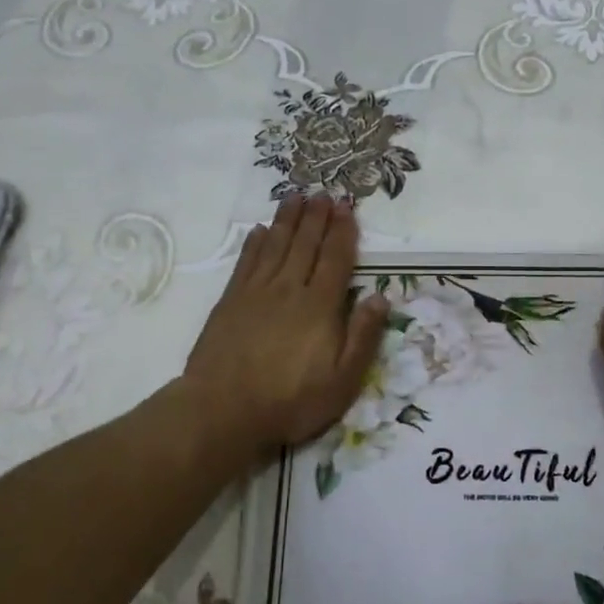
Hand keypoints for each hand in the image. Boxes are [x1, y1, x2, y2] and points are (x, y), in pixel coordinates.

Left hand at [182, 194, 389, 466]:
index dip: (342, 231)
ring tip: (295, 196)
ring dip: (287, 219)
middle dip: (317, 216)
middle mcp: (289, 289)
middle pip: (305, 244)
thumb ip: (362, 337)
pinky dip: (254, 243)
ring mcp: (256, 292)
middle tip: (323, 192)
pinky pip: (246, 262)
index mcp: (320, 306)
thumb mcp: (341, 381)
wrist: (223, 410)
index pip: (336, 259)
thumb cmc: (290, 401)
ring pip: (275, 245)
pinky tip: (259, 229)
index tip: (346, 207)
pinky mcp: (230, 301)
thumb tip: (380, 297)